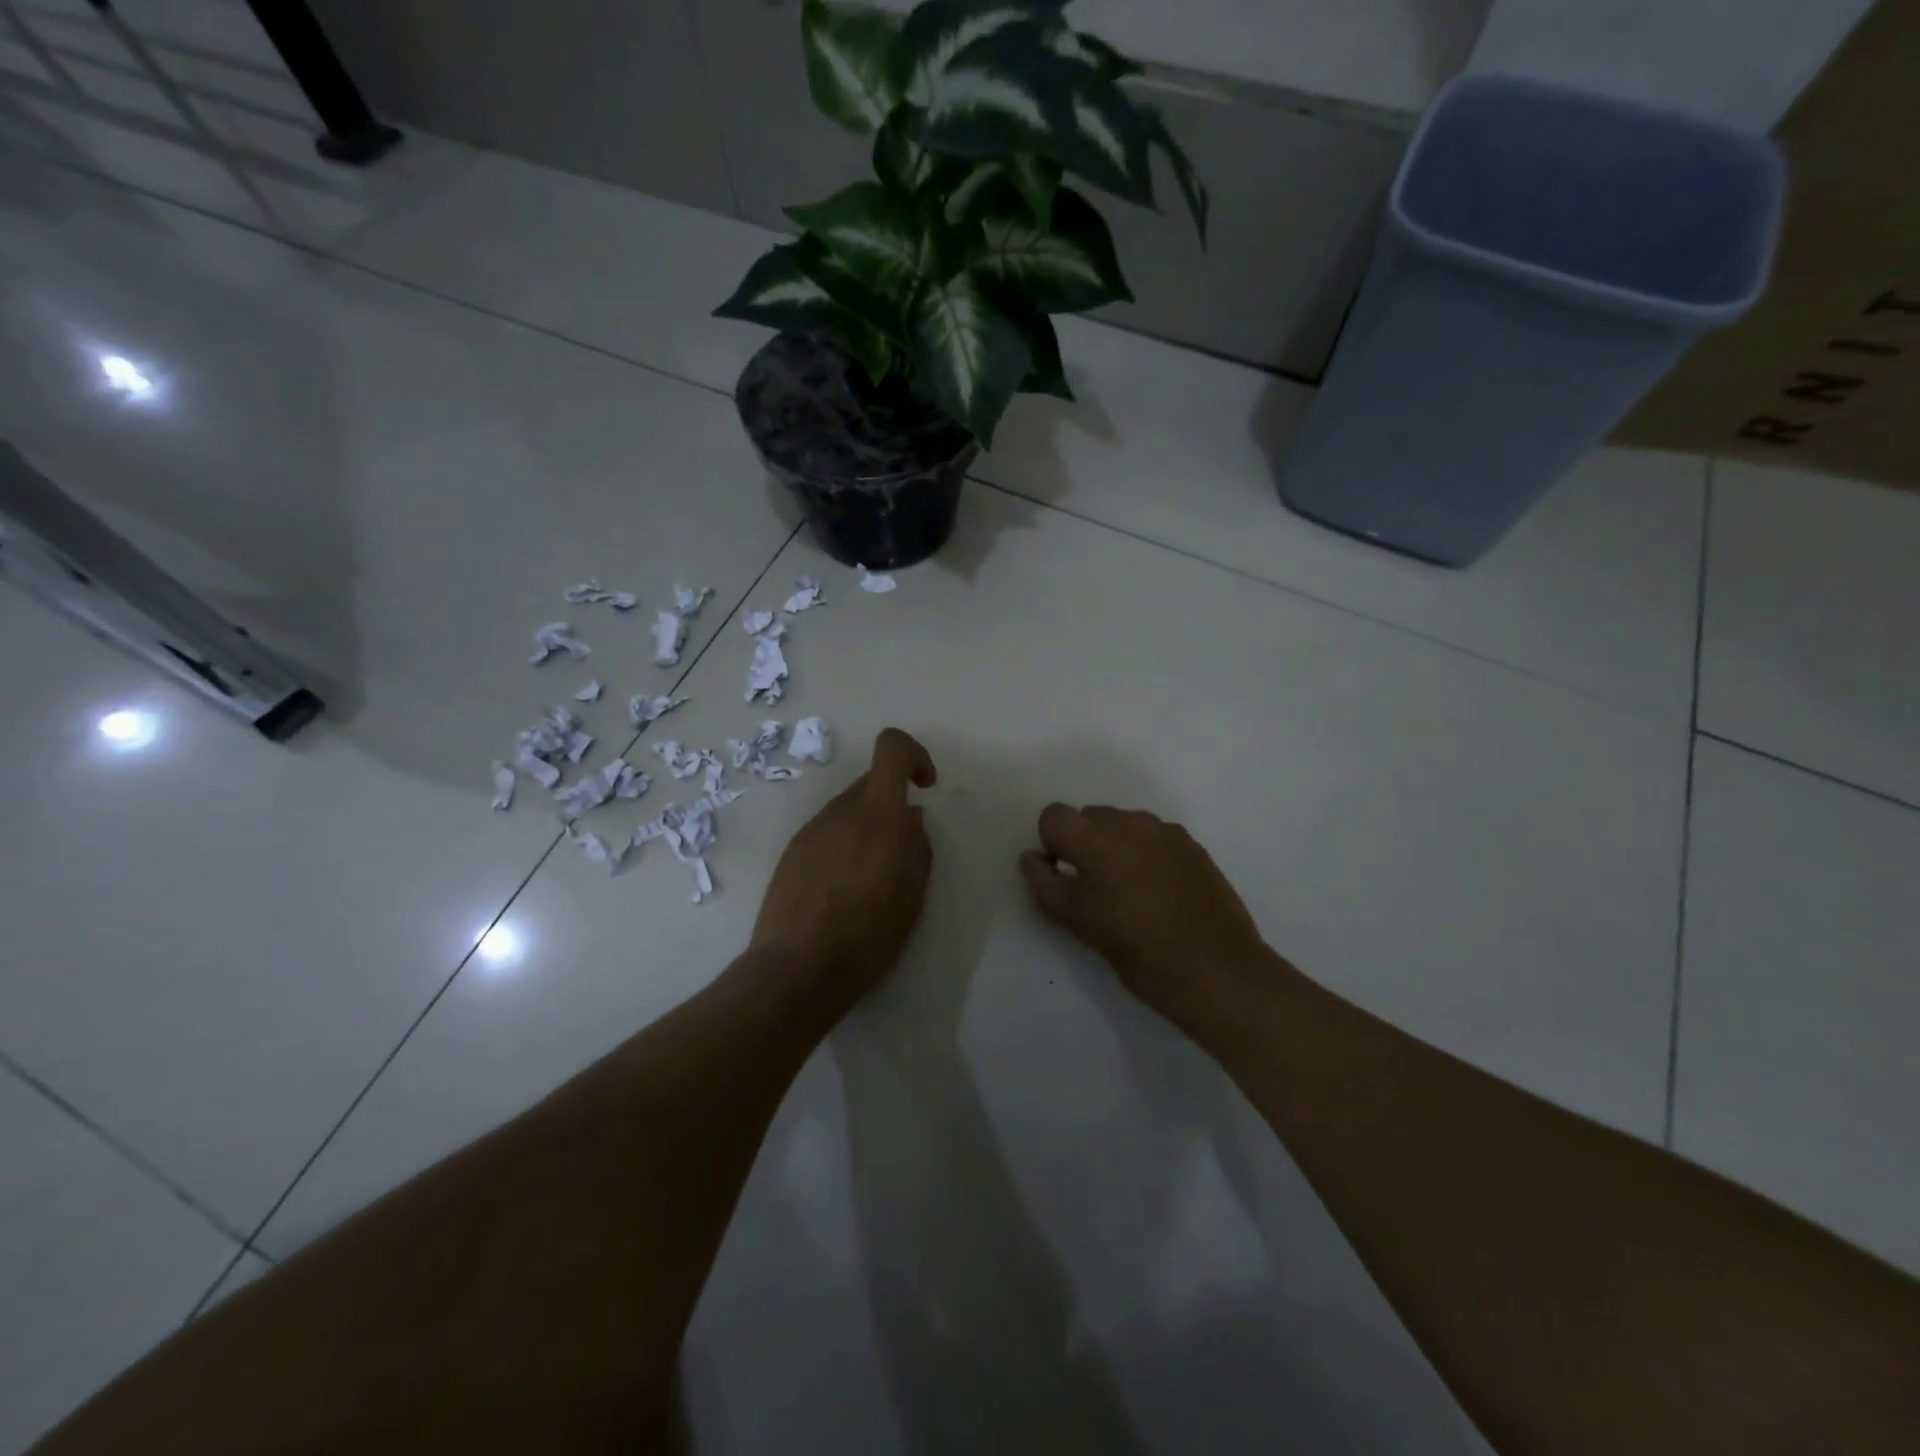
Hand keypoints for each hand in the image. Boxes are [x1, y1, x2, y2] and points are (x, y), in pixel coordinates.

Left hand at [751, 728, 937, 1004]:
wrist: (797, 968)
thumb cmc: (868, 934)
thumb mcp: (912, 895)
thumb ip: (917, 846)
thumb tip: (911, 817)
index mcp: (878, 815)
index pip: (891, 748)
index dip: (914, 755)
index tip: (925, 787)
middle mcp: (841, 811)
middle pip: (871, 782)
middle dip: (893, 803)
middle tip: (901, 850)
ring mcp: (812, 830)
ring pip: (848, 809)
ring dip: (867, 826)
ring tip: (870, 877)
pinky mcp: (792, 851)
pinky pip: (828, 832)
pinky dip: (843, 845)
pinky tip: (842, 888)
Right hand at [1020, 805, 1271, 1030]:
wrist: (1216, 970)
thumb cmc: (1138, 949)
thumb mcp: (1079, 922)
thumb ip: (1046, 884)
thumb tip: (1031, 859)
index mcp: (1096, 837)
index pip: (1054, 816)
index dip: (1051, 844)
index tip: (1064, 877)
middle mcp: (1130, 822)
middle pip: (1090, 816)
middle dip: (1084, 844)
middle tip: (1095, 889)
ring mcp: (1166, 832)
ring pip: (1124, 825)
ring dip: (1116, 847)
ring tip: (1130, 893)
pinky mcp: (1193, 847)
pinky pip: (1155, 838)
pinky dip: (1146, 855)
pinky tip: (1160, 894)